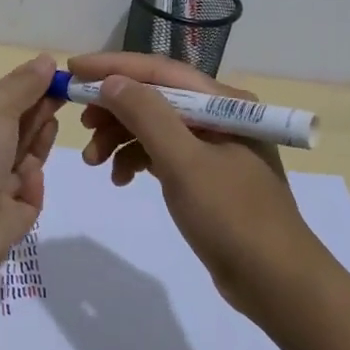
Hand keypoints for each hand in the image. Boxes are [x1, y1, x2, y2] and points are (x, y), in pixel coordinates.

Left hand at [0, 53, 61, 270]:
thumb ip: (22, 85)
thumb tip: (46, 61)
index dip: (23, 91)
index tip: (54, 77)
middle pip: (12, 131)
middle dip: (36, 112)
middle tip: (65, 96)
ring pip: (24, 159)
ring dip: (38, 141)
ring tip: (52, 125)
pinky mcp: (8, 218)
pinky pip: (29, 193)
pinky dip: (32, 182)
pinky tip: (29, 175)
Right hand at [68, 51, 328, 318]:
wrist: (276, 282)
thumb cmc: (232, 216)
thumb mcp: (184, 162)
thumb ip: (147, 116)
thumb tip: (111, 82)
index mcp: (223, 102)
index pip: (159, 71)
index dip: (114, 66)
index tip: (73, 69)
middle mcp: (219, 116)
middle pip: (155, 98)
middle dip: (114, 109)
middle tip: (81, 124)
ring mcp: (213, 147)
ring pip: (155, 127)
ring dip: (121, 138)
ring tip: (95, 162)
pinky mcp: (207, 176)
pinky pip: (163, 154)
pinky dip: (138, 160)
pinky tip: (121, 179)